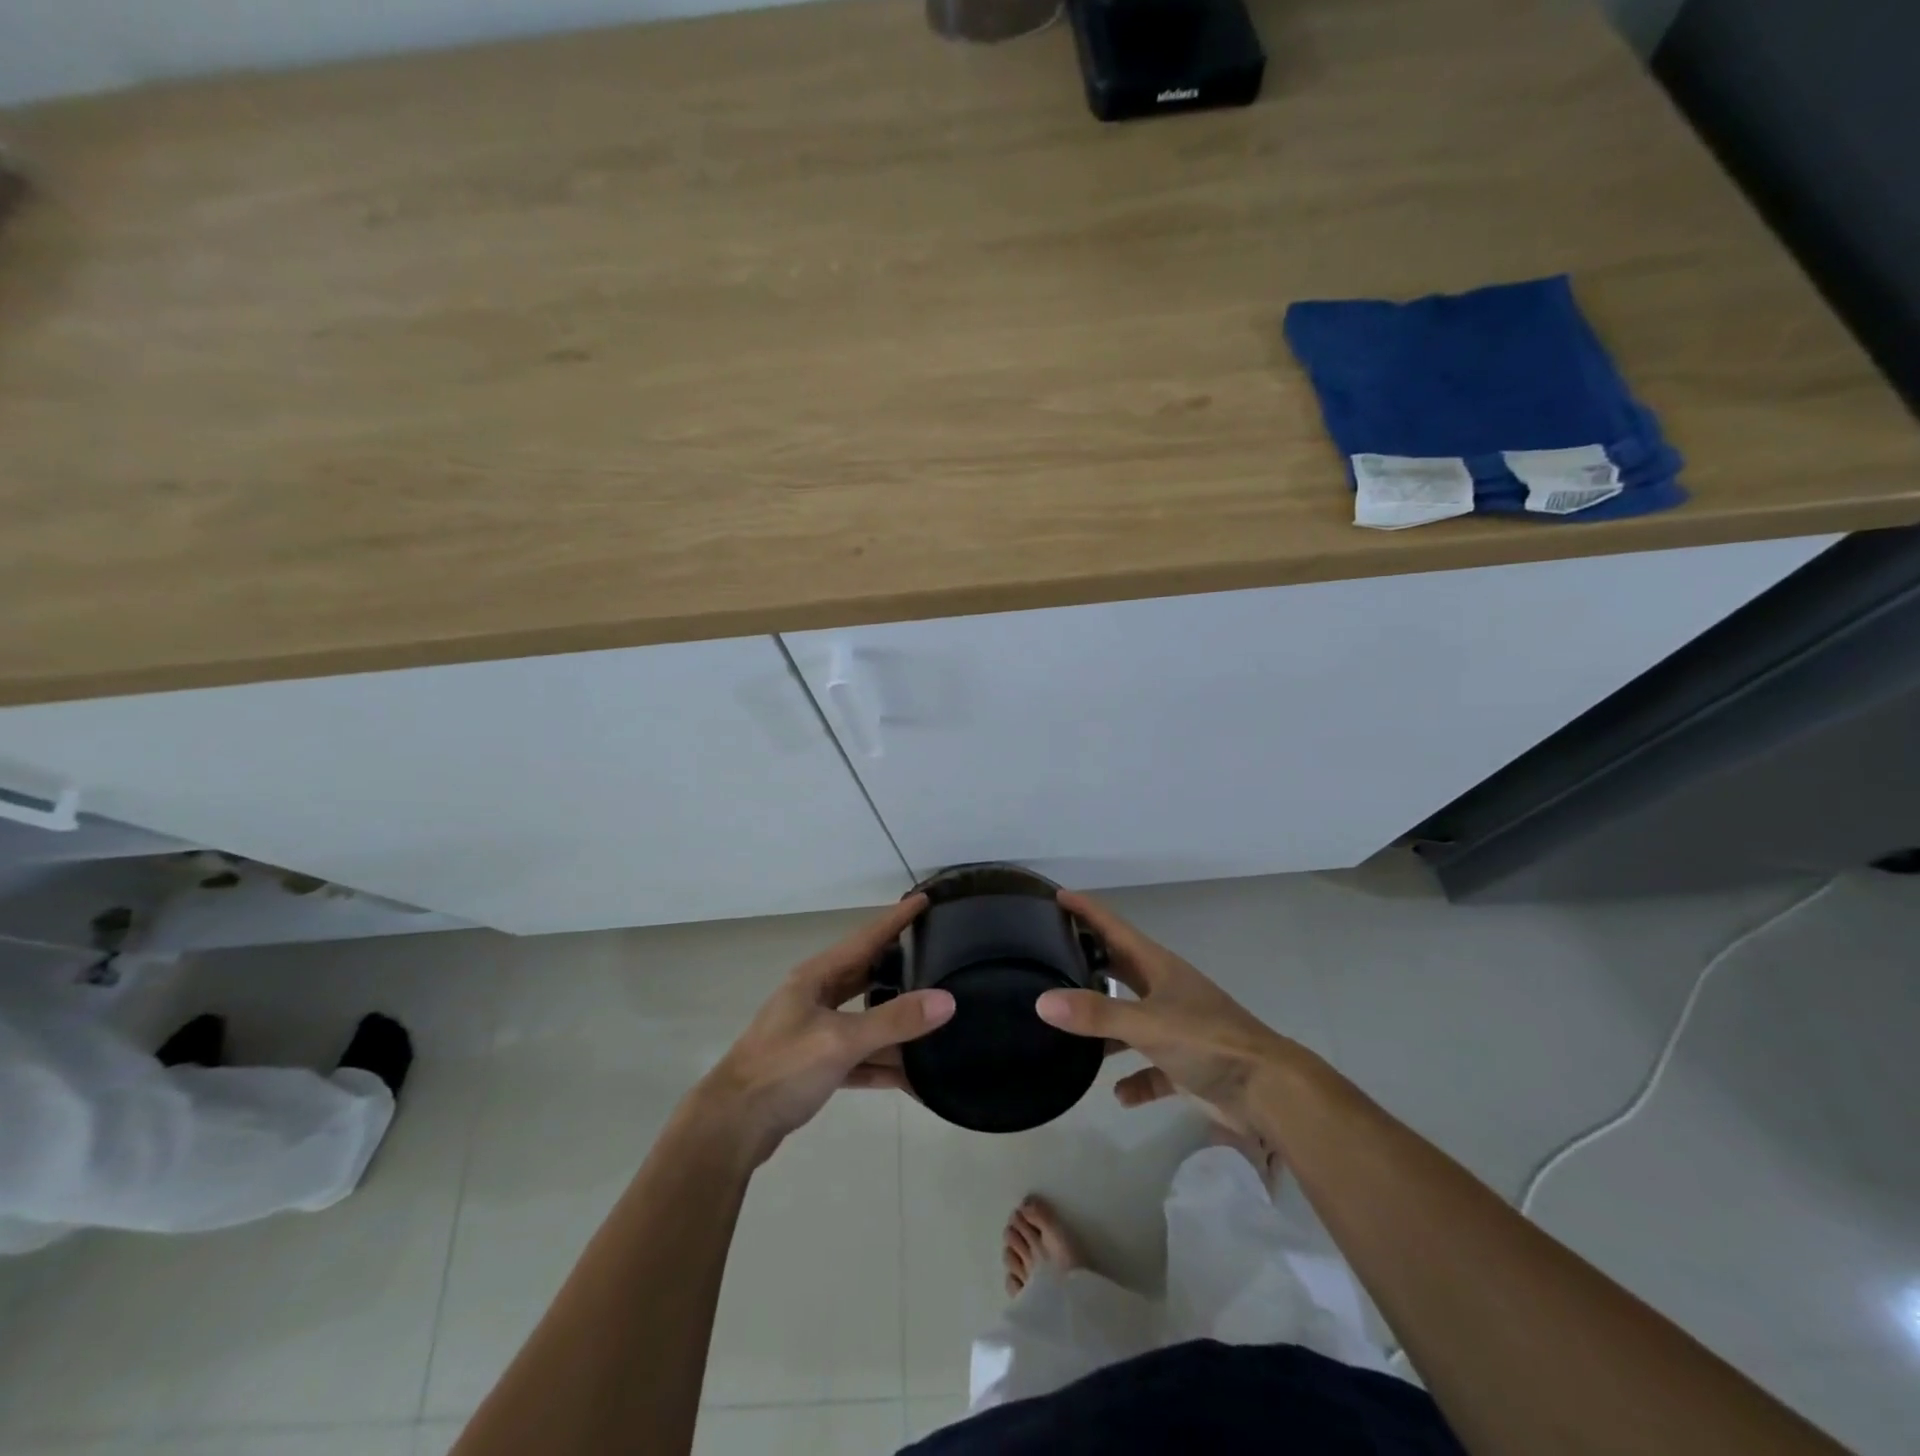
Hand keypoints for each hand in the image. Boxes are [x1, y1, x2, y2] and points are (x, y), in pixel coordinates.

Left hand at [696, 895, 953, 1165]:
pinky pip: (859, 1057)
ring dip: (896, 1023)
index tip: (924, 898)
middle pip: (866, 974)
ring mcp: (815, 1032)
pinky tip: (914, 1077)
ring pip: (865, 1018)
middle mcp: (815, 997)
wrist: (731, 1127)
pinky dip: (883, 1064)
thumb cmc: (782, 1069)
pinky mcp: (816, 1066)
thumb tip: (947, 1000)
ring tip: (936, 1015)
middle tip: (939, 953)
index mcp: (816, 977)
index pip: (865, 938)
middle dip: (900, 964)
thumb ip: (894, 1020)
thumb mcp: (841, 1041)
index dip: (896, 919)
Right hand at [1035, 891, 1303, 1129]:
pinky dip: (1135, 1079)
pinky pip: (1151, 1068)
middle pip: (1121, 970)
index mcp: (1159, 968)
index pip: (1115, 928)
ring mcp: (1178, 1028)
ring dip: (1107, 1028)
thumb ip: (1095, 1014)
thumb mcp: (1147, 1023)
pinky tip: (1118, 1094)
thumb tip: (1043, 1001)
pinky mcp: (1187, 1065)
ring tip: (1070, 1032)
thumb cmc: (1207, 1041)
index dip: (1087, 911)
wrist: (1267, 1091)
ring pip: (1132, 1020)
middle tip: (1051, 955)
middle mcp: (1166, 991)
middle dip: (1090, 962)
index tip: (1057, 895)